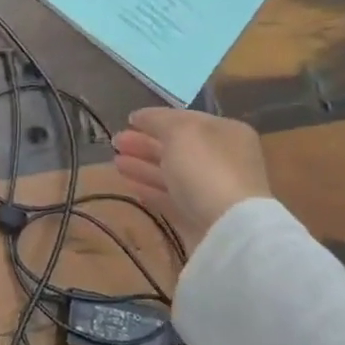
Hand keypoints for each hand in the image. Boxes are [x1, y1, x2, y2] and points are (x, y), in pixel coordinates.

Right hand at [112, 107, 271, 253]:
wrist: (229, 228)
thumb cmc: (206, 168)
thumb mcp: (180, 131)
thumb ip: (157, 120)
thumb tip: (139, 116)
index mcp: (226, 133)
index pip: (186, 120)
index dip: (156, 119)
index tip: (128, 120)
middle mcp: (222, 160)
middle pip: (177, 147)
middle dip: (145, 143)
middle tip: (115, 142)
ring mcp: (211, 190)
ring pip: (171, 173)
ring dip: (142, 165)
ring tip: (115, 162)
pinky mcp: (199, 216)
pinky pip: (170, 197)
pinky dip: (149, 188)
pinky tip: (128, 183)